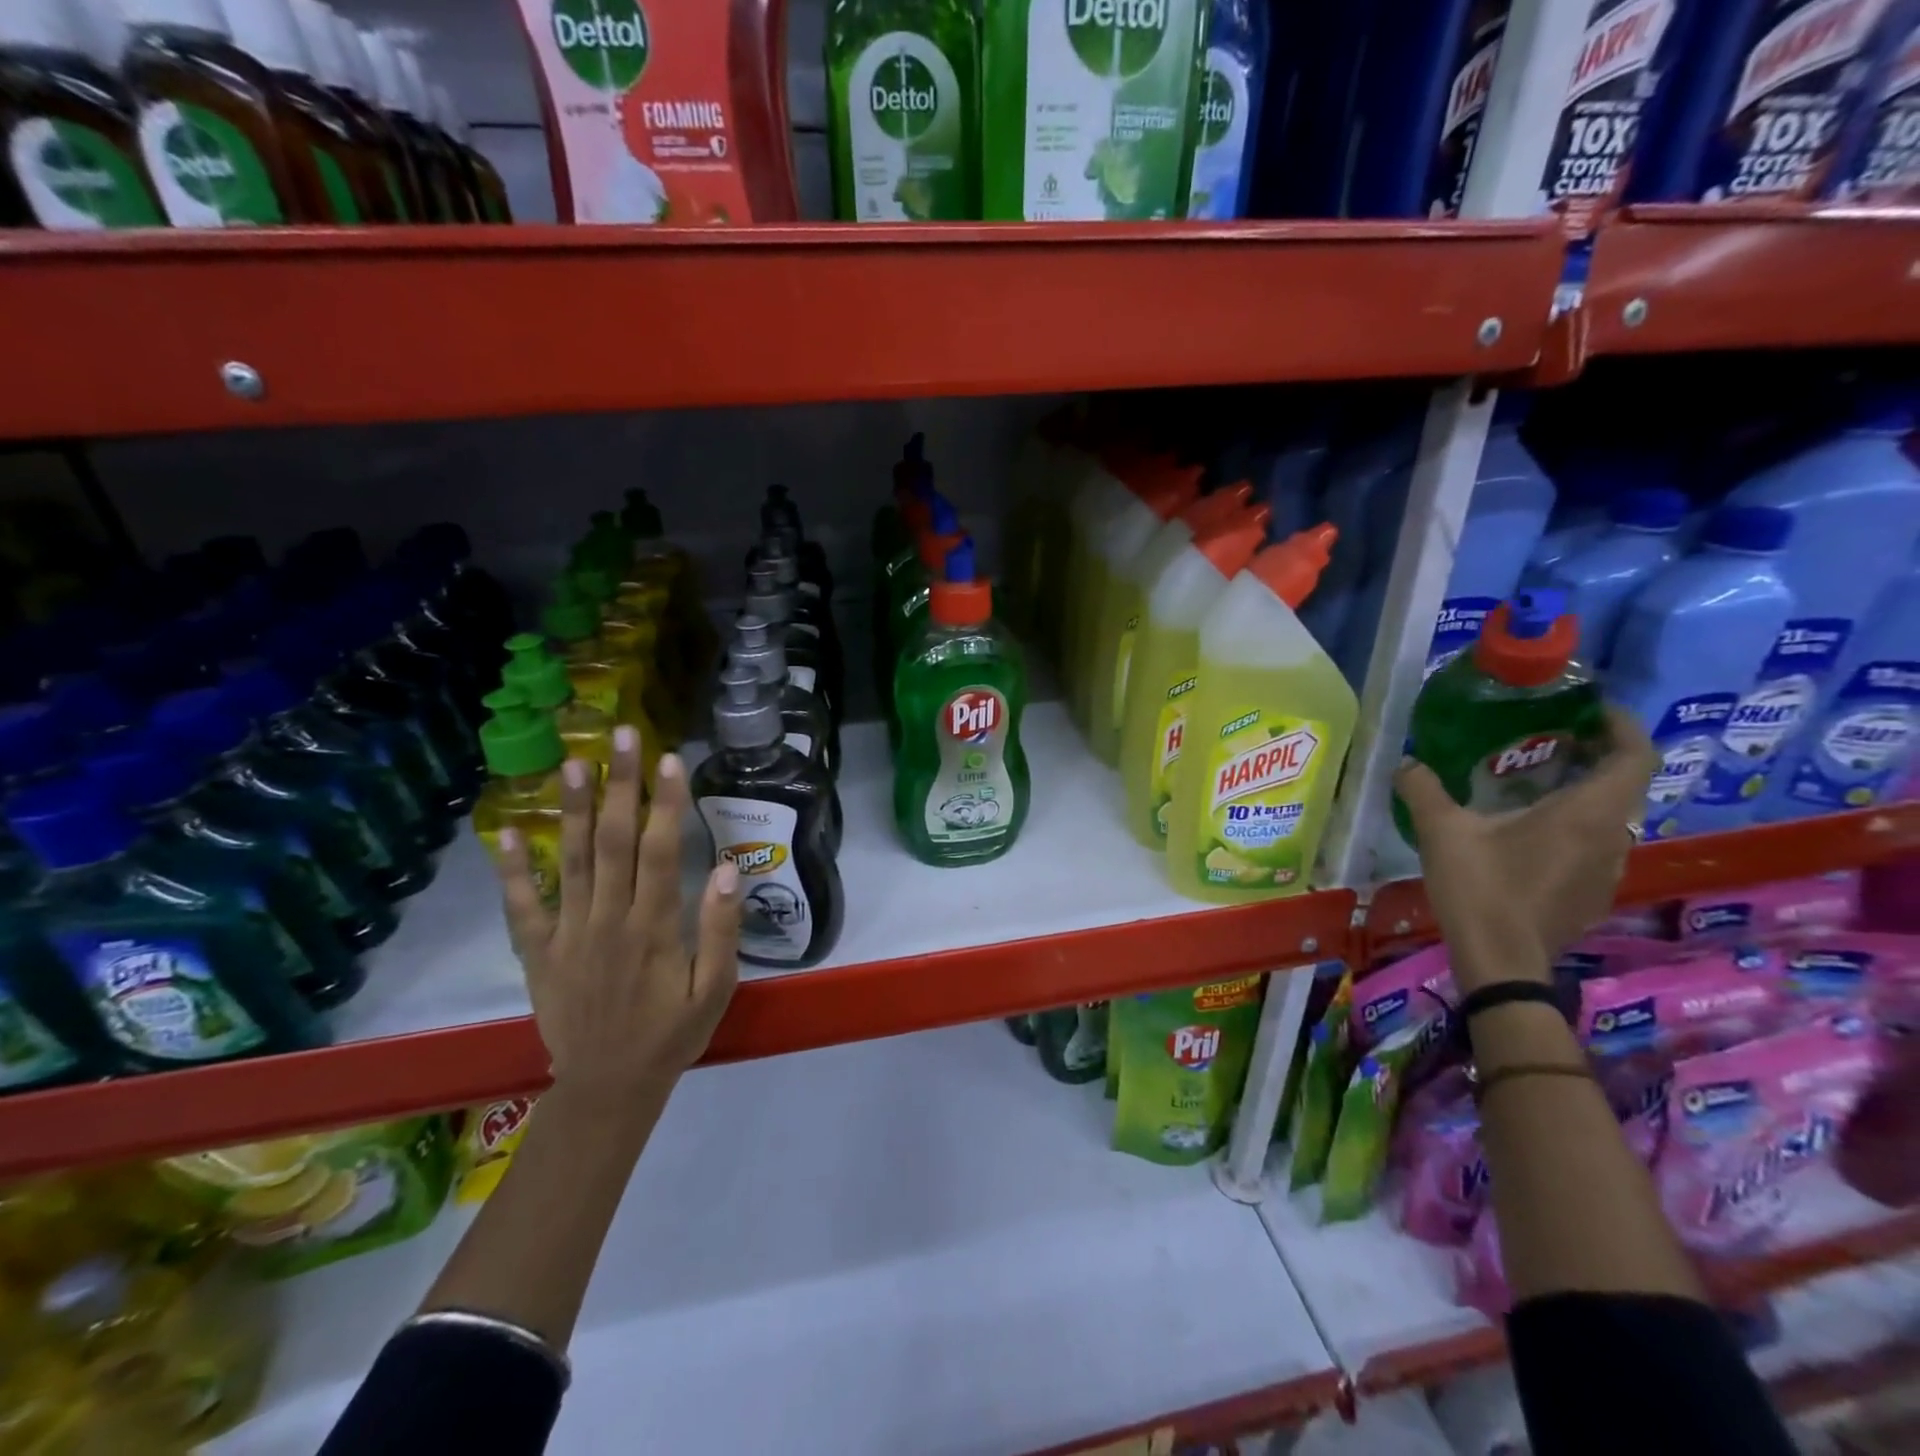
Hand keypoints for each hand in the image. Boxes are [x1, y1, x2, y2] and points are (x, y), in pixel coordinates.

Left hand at [495, 727, 741, 1103]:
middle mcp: (608, 920)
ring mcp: (568, 934)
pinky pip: (521, 908)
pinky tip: (505, 834)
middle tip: (619, 734)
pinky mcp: (539, 953)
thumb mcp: (716, 989)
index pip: (662, 851)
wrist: (609, 1088)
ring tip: (570, 762)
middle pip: (612, 841)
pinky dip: (512, 871)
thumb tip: (731, 868)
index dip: (666, 803)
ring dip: (569, 809)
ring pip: (569, 861)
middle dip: (618, 784)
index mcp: (654, 928)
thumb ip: (722, 929)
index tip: (670, 759)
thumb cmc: (672, 1034)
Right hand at [1393, 705, 1657, 993]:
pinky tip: (1532, 835)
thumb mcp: (1442, 832)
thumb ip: (1423, 790)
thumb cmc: (1481, 888)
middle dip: (1596, 756)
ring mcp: (1608, 870)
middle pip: (1625, 785)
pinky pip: (1597, 846)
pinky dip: (1576, 827)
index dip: (1622, 726)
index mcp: (1586, 813)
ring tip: (1539, 785)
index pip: (1634, 756)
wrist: (1502, 961)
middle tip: (1553, 741)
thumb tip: (1406, 763)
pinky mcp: (1594, 894)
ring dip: (1586, 794)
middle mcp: (1612, 837)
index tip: (1592, 710)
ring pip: (1612, 818)